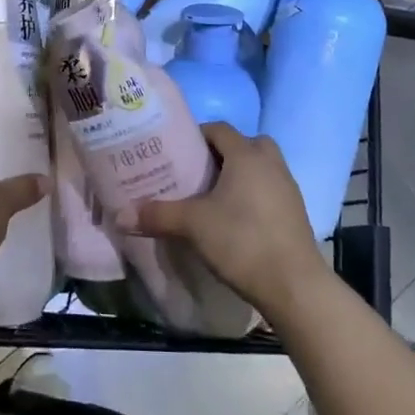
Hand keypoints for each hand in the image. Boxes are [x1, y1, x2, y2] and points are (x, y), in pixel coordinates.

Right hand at [119, 123, 332, 319]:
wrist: (294, 285)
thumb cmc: (242, 241)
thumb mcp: (193, 226)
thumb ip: (157, 215)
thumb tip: (119, 215)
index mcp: (246, 154)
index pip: (218, 129)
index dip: (196, 136)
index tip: (175, 152)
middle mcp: (270, 163)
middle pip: (244, 144)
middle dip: (222, 154)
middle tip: (197, 173)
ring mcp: (288, 187)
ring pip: (260, 167)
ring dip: (239, 175)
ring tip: (212, 197)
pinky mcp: (295, 212)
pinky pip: (269, 190)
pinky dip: (253, 196)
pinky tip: (235, 220)